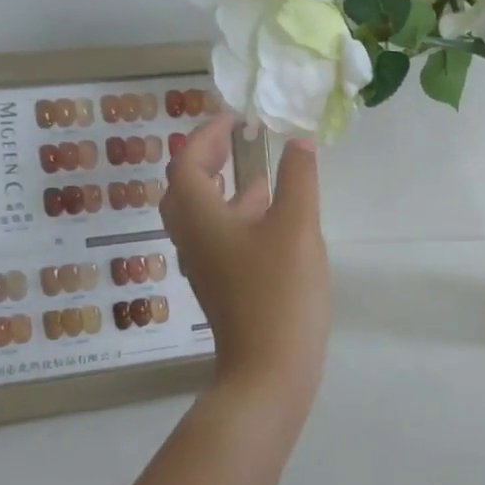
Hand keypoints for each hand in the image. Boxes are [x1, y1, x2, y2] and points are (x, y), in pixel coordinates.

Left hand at [160, 115, 328, 412]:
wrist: (270, 368)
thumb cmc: (279, 290)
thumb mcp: (296, 225)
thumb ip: (298, 178)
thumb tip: (298, 142)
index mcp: (200, 218)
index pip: (187, 164)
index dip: (206, 135)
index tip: (234, 117)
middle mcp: (193, 239)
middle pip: (186, 189)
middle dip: (207, 159)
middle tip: (237, 140)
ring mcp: (207, 265)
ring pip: (204, 214)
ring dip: (225, 186)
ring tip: (260, 170)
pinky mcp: (224, 285)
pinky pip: (222, 236)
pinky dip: (240, 214)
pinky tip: (275, 216)